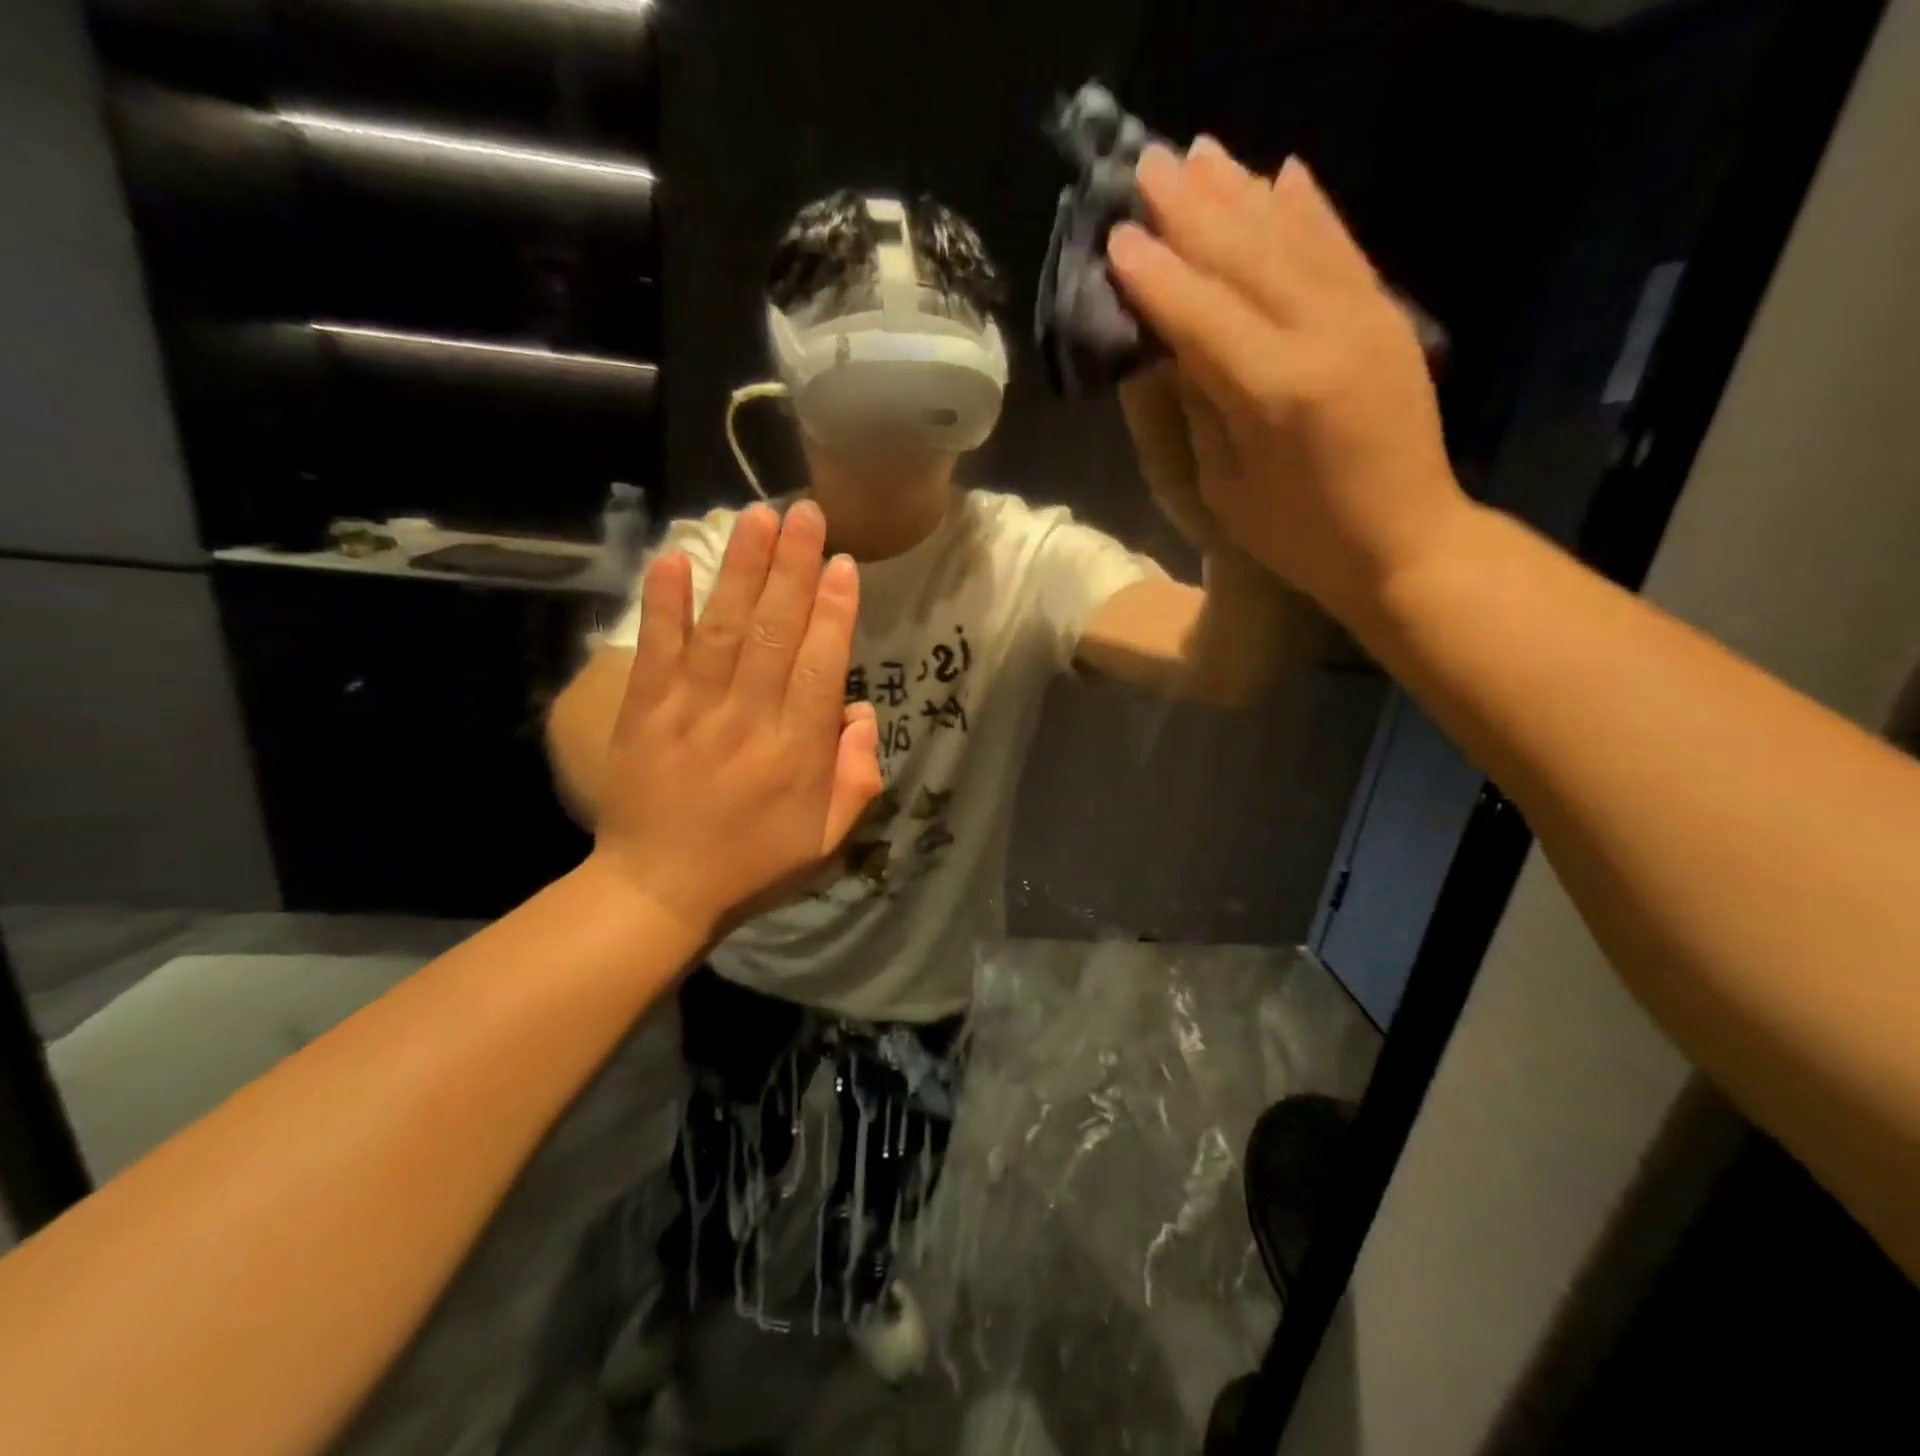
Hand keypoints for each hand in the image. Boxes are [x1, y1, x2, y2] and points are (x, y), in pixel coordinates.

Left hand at [591, 501, 881, 940]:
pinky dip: (664, 604)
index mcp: (797, 752)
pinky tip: (673, 559)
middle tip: (805, 512)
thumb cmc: (753, 864)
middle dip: (792, 568)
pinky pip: (657, 651)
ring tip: (756, 517)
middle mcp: (749, 720)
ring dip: (741, 570)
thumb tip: (860, 714)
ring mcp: (692, 712)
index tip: (841, 563)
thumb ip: (856, 777)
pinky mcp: (644, 712)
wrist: (659, 889)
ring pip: (723, 629)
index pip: (822, 666)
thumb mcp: (828, 838)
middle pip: (776, 632)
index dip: (833, 610)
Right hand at [1107, 136, 1471, 621]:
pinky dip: (1310, 207)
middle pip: (1245, 256)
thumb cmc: (1298, 536)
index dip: (1155, 275)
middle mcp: (1321, 336)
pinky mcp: (1386, 316)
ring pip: (1292, 236)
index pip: (1201, 314)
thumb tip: (1173, 345)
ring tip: (1200, 154)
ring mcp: (1363, 317)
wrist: (1404, 541)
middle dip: (1191, 209)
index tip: (1116, 236)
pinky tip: (1283, 174)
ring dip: (1242, 191)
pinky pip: (1342, 246)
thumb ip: (1201, 408)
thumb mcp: (1226, 489)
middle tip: (1148, 166)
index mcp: (1273, 392)